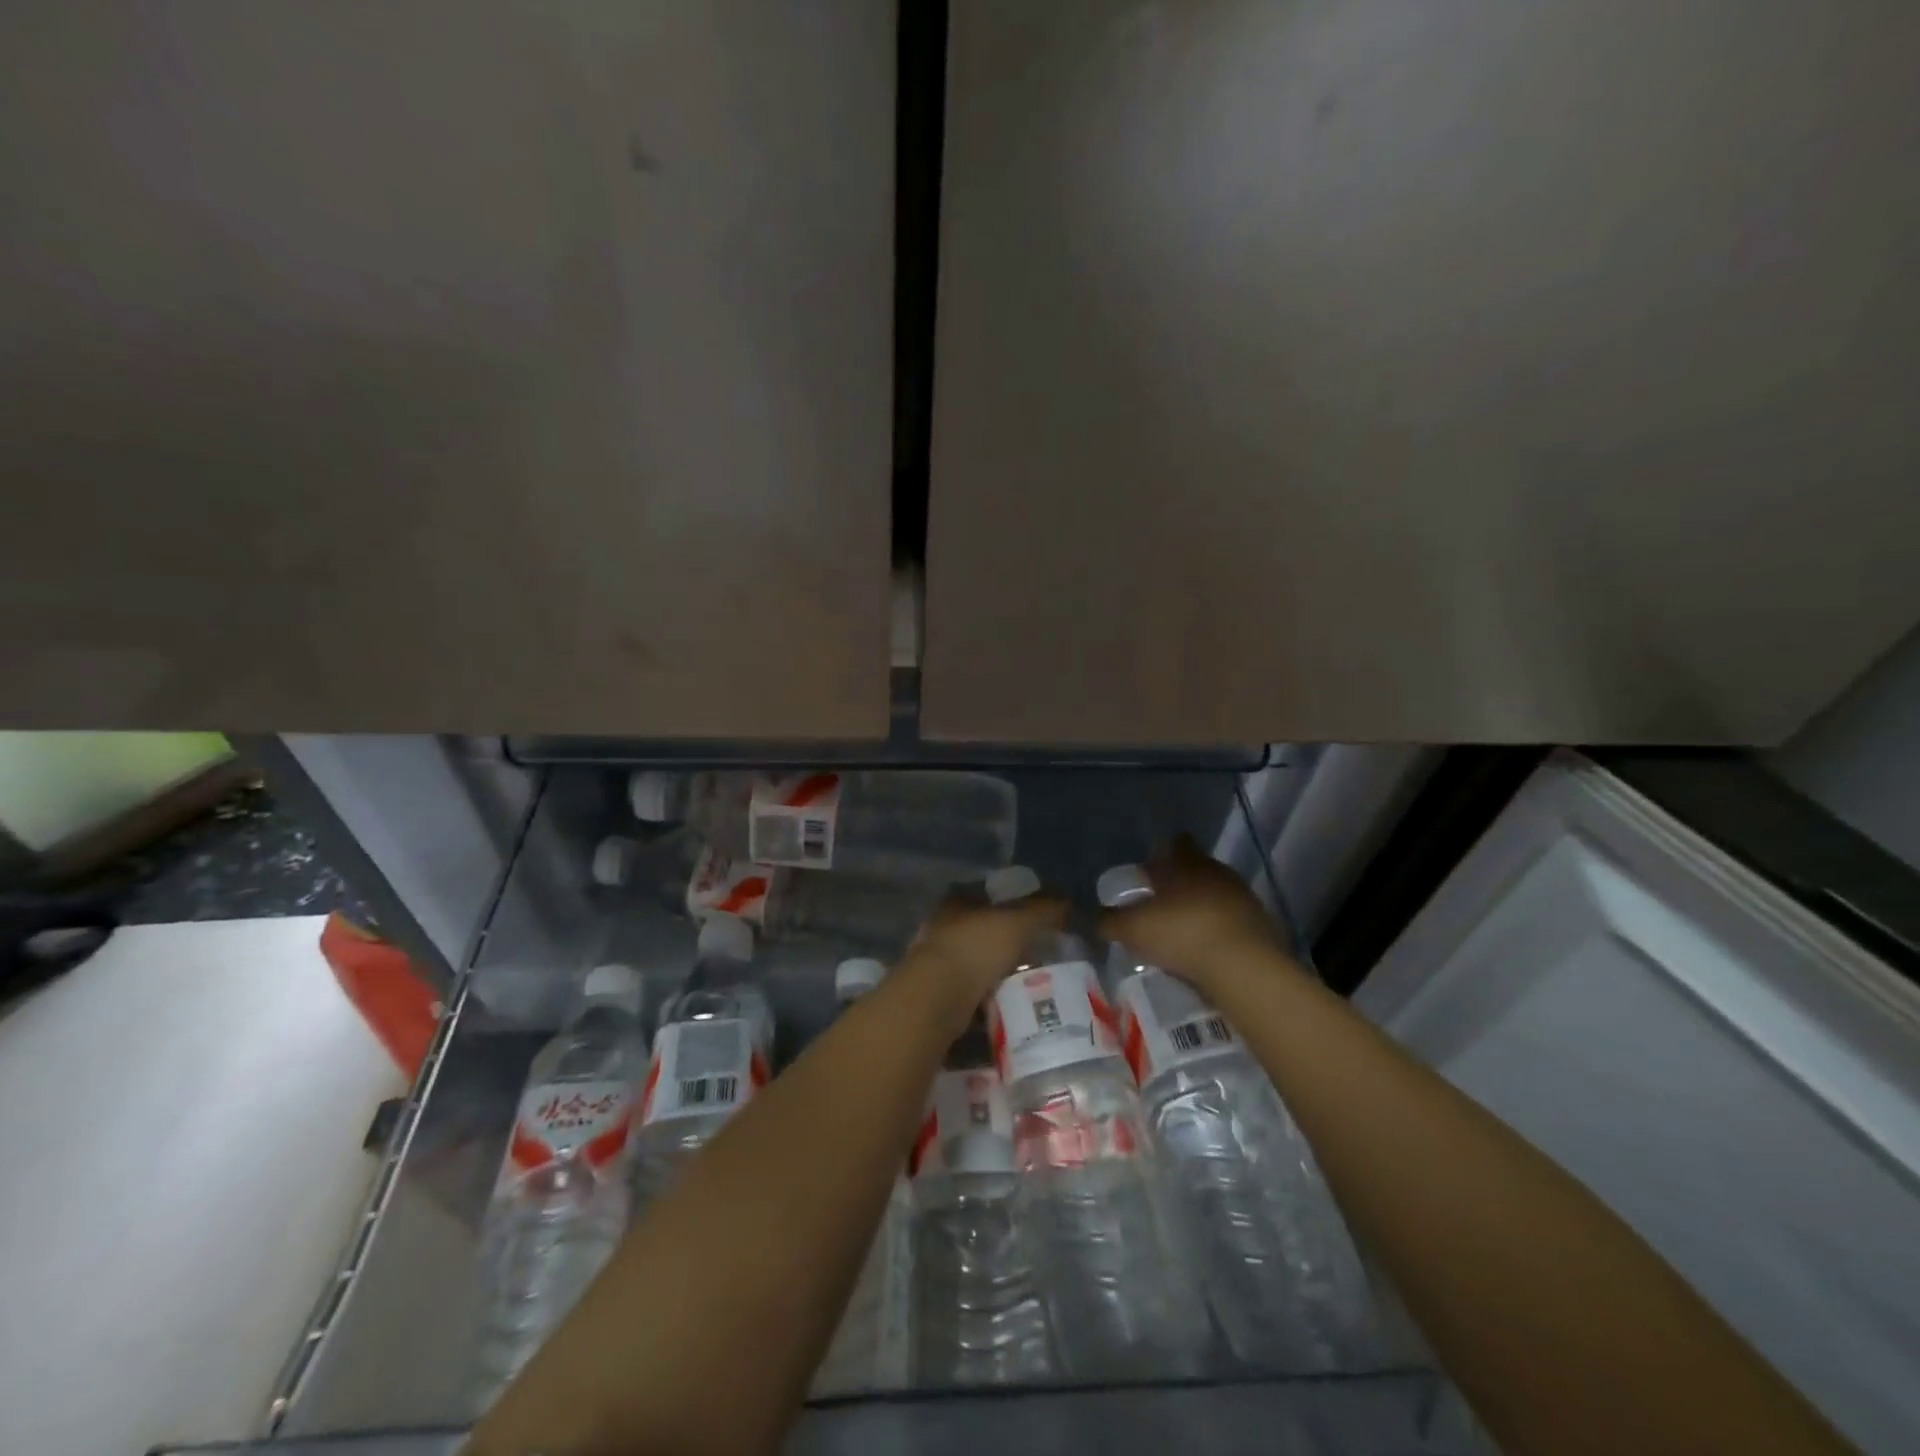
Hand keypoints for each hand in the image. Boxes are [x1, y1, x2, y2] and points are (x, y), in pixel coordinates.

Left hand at [907, 892, 1066, 1009]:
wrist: (937, 1000)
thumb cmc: (975, 949)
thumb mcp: (1017, 922)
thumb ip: (1042, 910)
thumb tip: (1066, 902)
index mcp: (955, 905)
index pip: (984, 898)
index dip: (1009, 906)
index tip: (1034, 923)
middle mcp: (940, 930)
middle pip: (979, 934)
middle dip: (1004, 947)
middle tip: (1037, 959)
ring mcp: (934, 966)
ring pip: (974, 967)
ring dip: (995, 978)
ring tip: (1028, 989)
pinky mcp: (935, 999)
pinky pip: (969, 998)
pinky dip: (987, 1004)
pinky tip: (1009, 1012)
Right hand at [1099, 836, 1291, 993]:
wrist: (1244, 967)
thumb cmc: (1181, 933)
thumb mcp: (1132, 929)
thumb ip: (1109, 921)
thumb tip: (1090, 917)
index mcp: (1187, 864)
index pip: (1177, 844)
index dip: (1165, 852)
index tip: (1153, 867)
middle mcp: (1217, 874)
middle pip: (1199, 869)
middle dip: (1182, 881)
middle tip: (1163, 899)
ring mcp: (1244, 900)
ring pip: (1218, 895)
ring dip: (1203, 907)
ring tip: (1184, 927)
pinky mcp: (1262, 928)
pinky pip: (1233, 922)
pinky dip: (1220, 930)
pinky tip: (1208, 949)